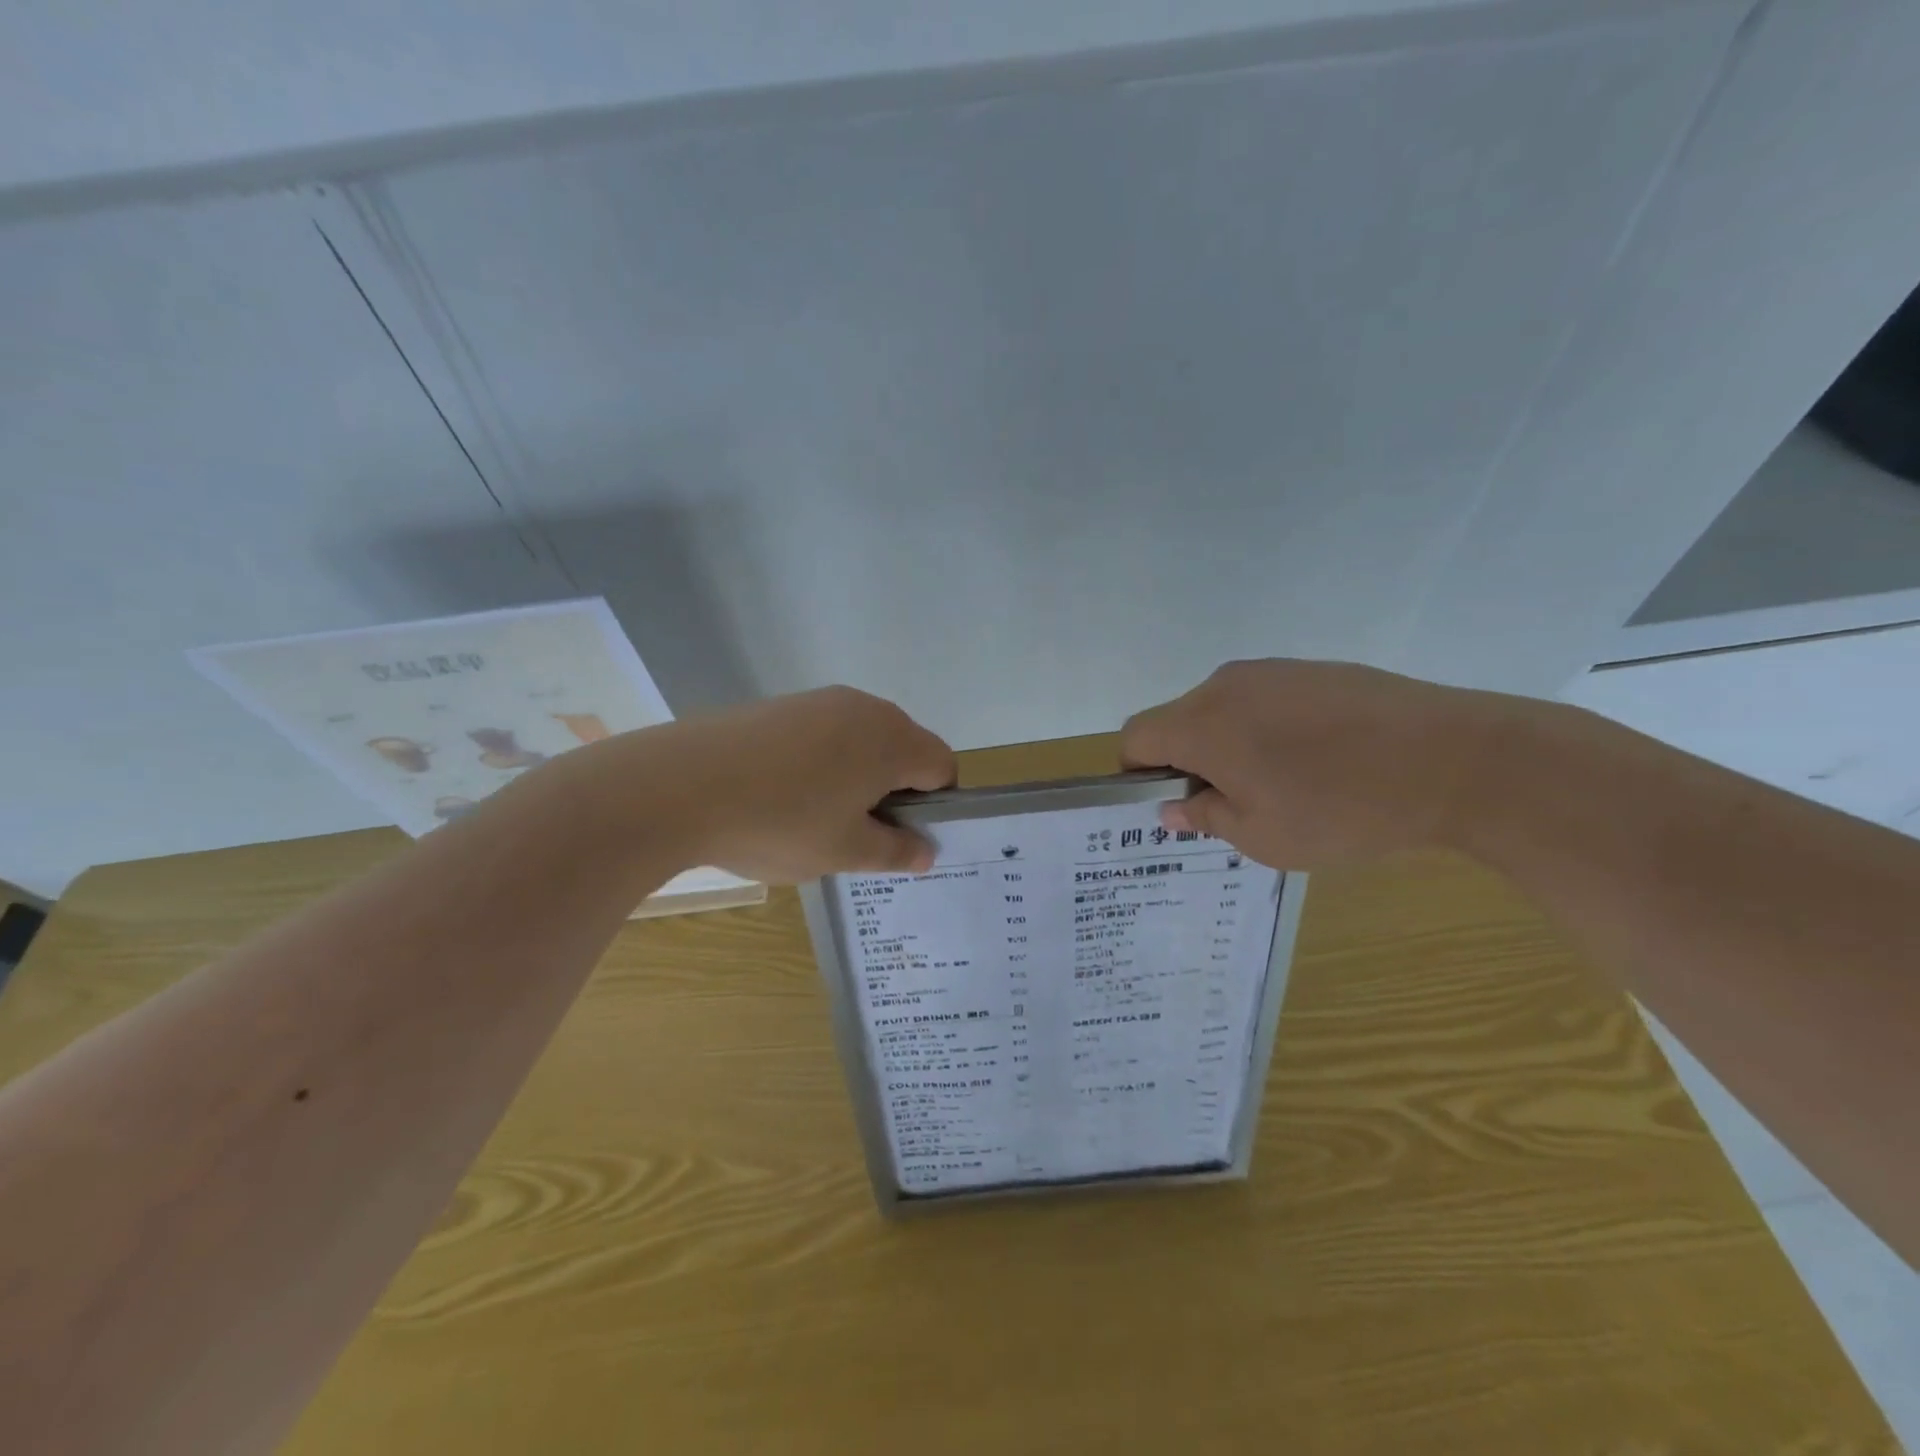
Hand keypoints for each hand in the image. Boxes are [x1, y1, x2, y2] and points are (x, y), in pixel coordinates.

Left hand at [563, 686, 955, 883]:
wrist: (677, 785)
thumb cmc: (780, 822)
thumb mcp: (845, 852)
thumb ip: (896, 851)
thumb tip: (926, 850)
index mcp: (893, 739)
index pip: (942, 766)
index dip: (934, 806)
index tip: (902, 838)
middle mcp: (864, 708)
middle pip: (904, 748)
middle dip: (895, 791)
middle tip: (860, 834)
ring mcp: (819, 701)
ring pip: (861, 741)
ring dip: (857, 777)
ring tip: (817, 818)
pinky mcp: (780, 705)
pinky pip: (824, 734)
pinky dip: (822, 763)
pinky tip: (782, 795)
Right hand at [1120, 660, 1523, 868]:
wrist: (1457, 759)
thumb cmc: (1343, 810)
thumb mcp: (1264, 836)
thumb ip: (1206, 817)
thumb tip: (1173, 808)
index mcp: (1203, 724)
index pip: (1136, 736)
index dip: (1139, 771)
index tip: (1173, 801)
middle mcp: (1226, 686)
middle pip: (1178, 720)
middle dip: (1188, 760)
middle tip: (1233, 803)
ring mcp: (1273, 671)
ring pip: (1224, 708)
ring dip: (1231, 743)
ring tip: (1284, 783)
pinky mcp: (1315, 669)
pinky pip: (1266, 698)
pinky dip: (1270, 727)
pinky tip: (1321, 758)